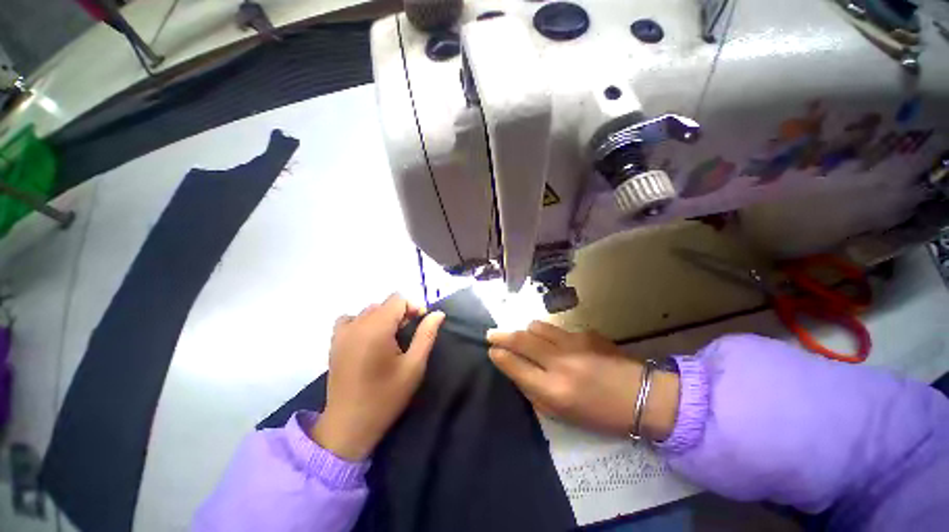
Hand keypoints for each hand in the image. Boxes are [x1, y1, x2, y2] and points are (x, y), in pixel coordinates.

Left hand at [311, 294, 444, 460]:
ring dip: (383, 318)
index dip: (413, 308)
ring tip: (389, 339)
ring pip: (369, 310)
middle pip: (384, 304)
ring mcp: (342, 333)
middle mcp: (357, 324)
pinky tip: (368, 338)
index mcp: (377, 328)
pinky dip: (362, 322)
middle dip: (400, 313)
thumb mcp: (414, 366)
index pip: (398, 299)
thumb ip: (426, 335)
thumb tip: (438, 314)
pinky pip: (350, 319)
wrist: (349, 425)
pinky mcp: (334, 342)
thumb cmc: (386, 396)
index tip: (420, 325)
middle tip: (407, 336)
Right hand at [487, 321, 677, 439]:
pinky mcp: (586, 332)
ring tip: (525, 337)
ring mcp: (574, 343)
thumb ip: (534, 391)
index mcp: (554, 389)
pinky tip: (558, 344)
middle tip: (491, 333)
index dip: (499, 355)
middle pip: (522, 339)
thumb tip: (515, 369)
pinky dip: (549, 334)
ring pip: (537, 326)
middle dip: (502, 335)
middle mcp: (560, 362)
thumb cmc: (599, 414)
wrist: (642, 396)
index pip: (515, 365)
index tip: (491, 350)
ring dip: (526, 331)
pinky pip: (557, 329)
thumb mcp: (562, 415)